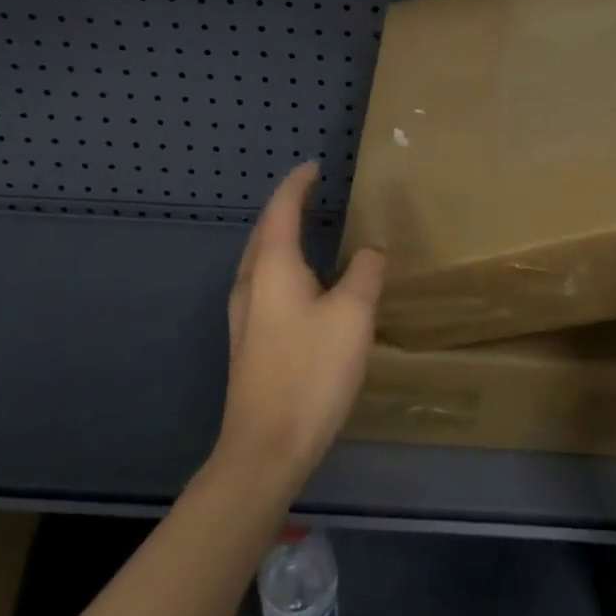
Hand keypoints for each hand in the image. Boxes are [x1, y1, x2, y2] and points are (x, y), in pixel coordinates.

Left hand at [216, 162, 385, 486]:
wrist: (266, 448)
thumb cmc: (311, 371)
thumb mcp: (353, 314)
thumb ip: (366, 272)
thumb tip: (371, 250)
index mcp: (273, 267)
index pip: (282, 209)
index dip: (298, 184)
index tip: (315, 167)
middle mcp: (251, 284)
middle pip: (264, 231)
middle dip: (286, 207)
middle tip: (312, 192)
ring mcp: (244, 316)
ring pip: (261, 259)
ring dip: (281, 237)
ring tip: (309, 229)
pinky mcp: (249, 342)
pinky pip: (264, 284)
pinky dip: (282, 265)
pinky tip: (303, 283)